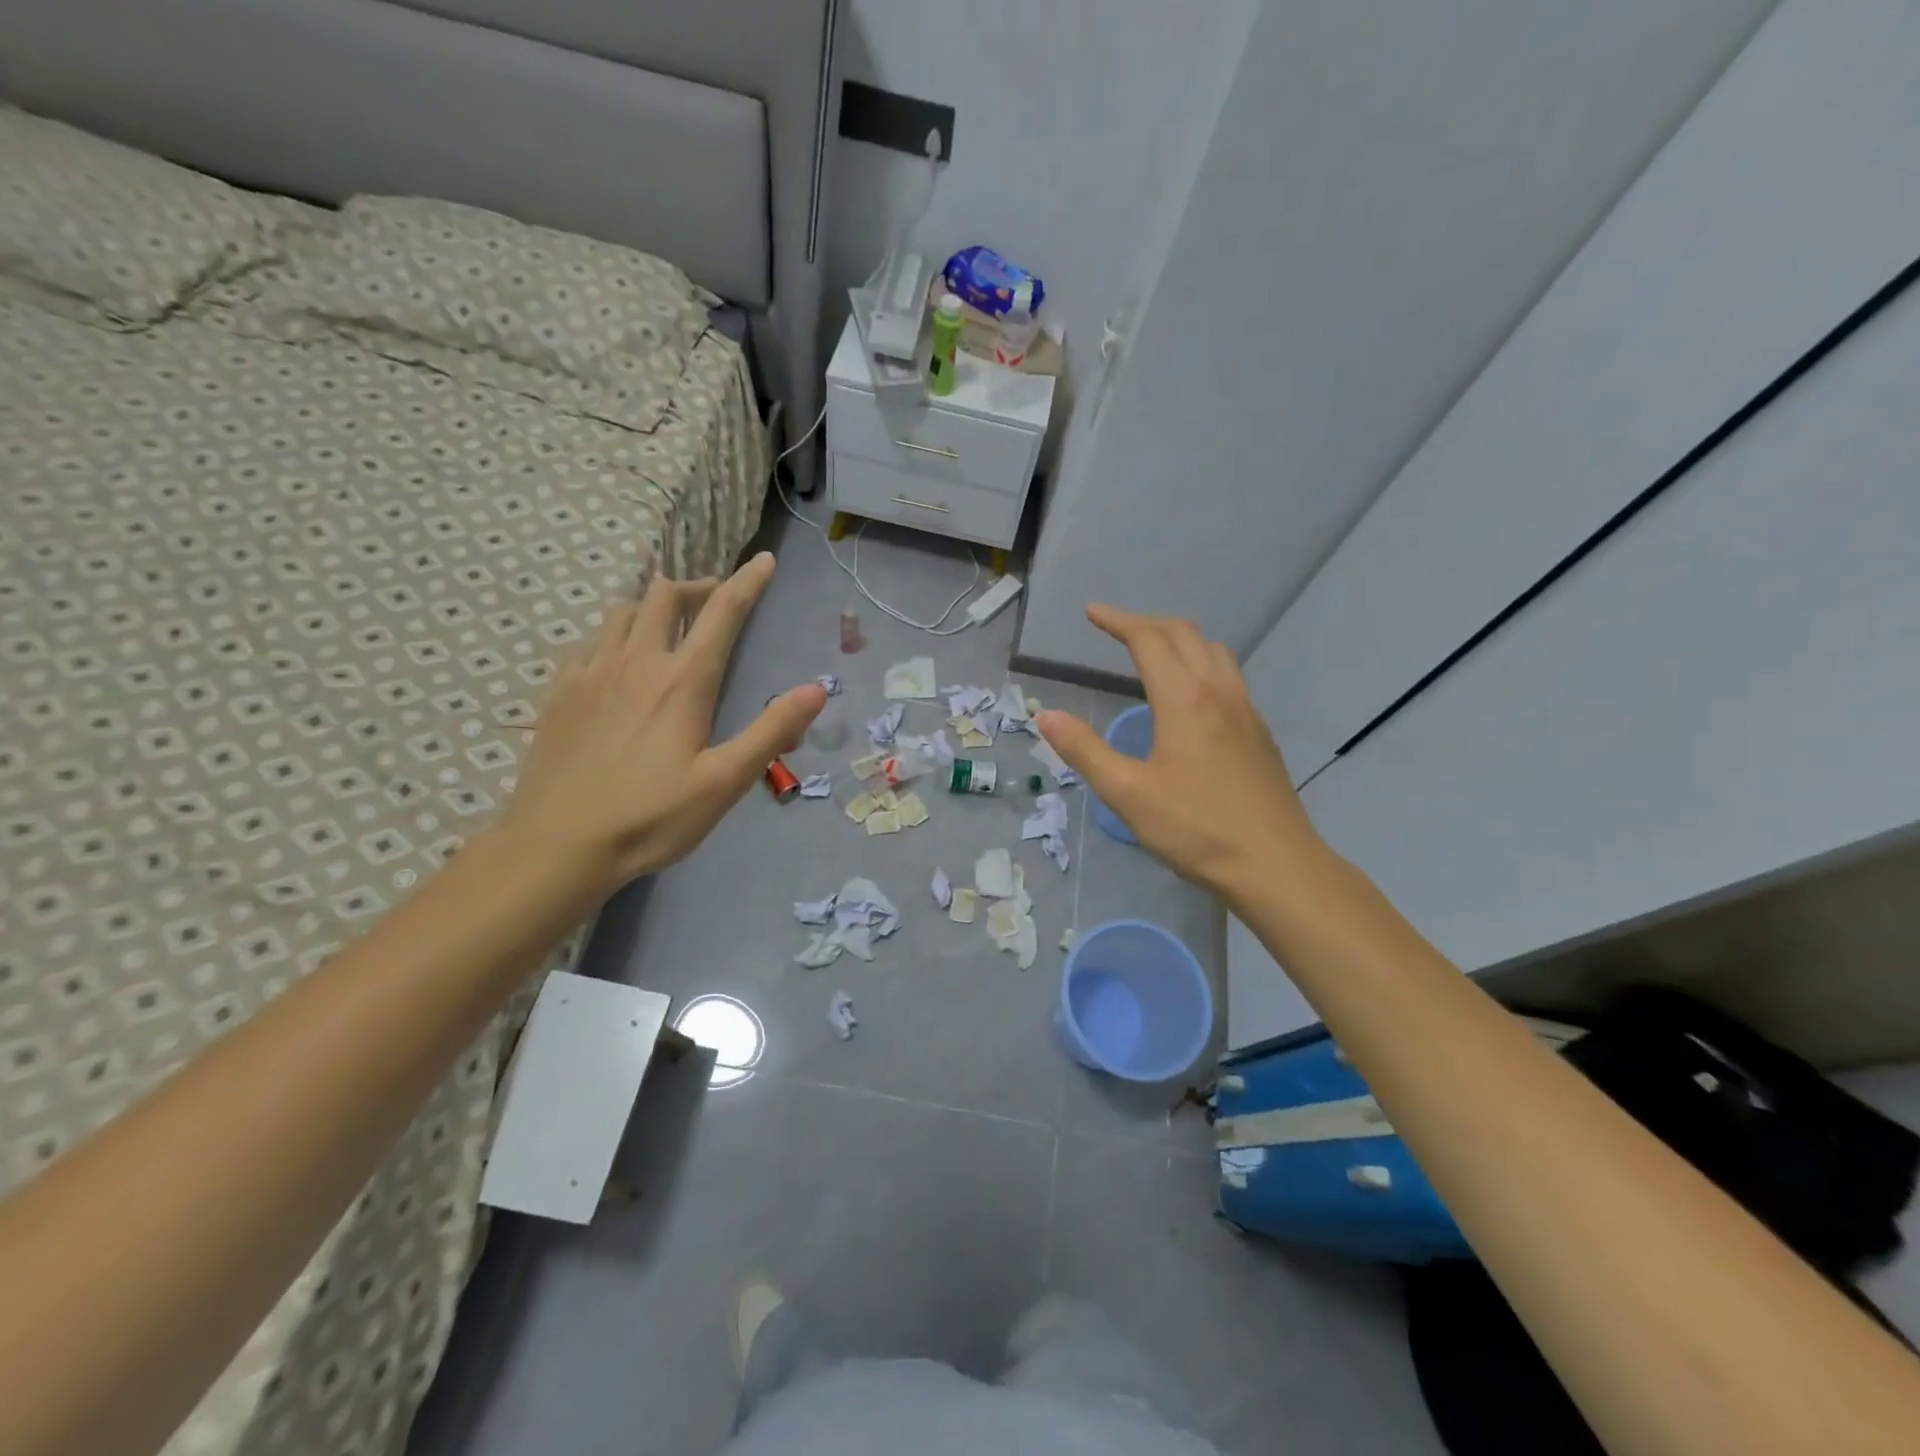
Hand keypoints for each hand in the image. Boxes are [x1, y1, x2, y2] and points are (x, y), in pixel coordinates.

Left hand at [499, 552, 824, 894]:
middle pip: (664, 596)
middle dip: (696, 587)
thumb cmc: (652, 817)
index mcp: (683, 681)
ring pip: (622, 611)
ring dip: (652, 607)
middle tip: (715, 602)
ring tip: (668, 628)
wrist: (558, 845)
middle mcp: (636, 662)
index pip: (722, 613)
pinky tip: (617, 662)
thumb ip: (772, 730)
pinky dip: (613, 636)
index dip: (747, 582)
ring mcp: (591, 673)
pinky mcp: (560, 692)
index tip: (764, 561)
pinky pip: (589, 641)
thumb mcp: (725, 781)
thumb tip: (816, 687)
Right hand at [1035, 604, 1322, 901]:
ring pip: (1214, 652)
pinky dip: (1201, 664)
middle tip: (1116, 630)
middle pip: (1184, 634)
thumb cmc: (1195, 828)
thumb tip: (1046, 715)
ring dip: (1180, 640)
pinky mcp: (1260, 733)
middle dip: (1147, 623)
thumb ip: (1084, 750)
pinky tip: (1191, 698)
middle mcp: (1219, 692)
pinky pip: (1229, 677)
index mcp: (1184, 699)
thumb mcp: (1127, 793)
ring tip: (1153, 654)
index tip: (1091, 612)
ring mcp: (1246, 711)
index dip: (1118, 620)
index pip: (1148, 639)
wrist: (1275, 865)